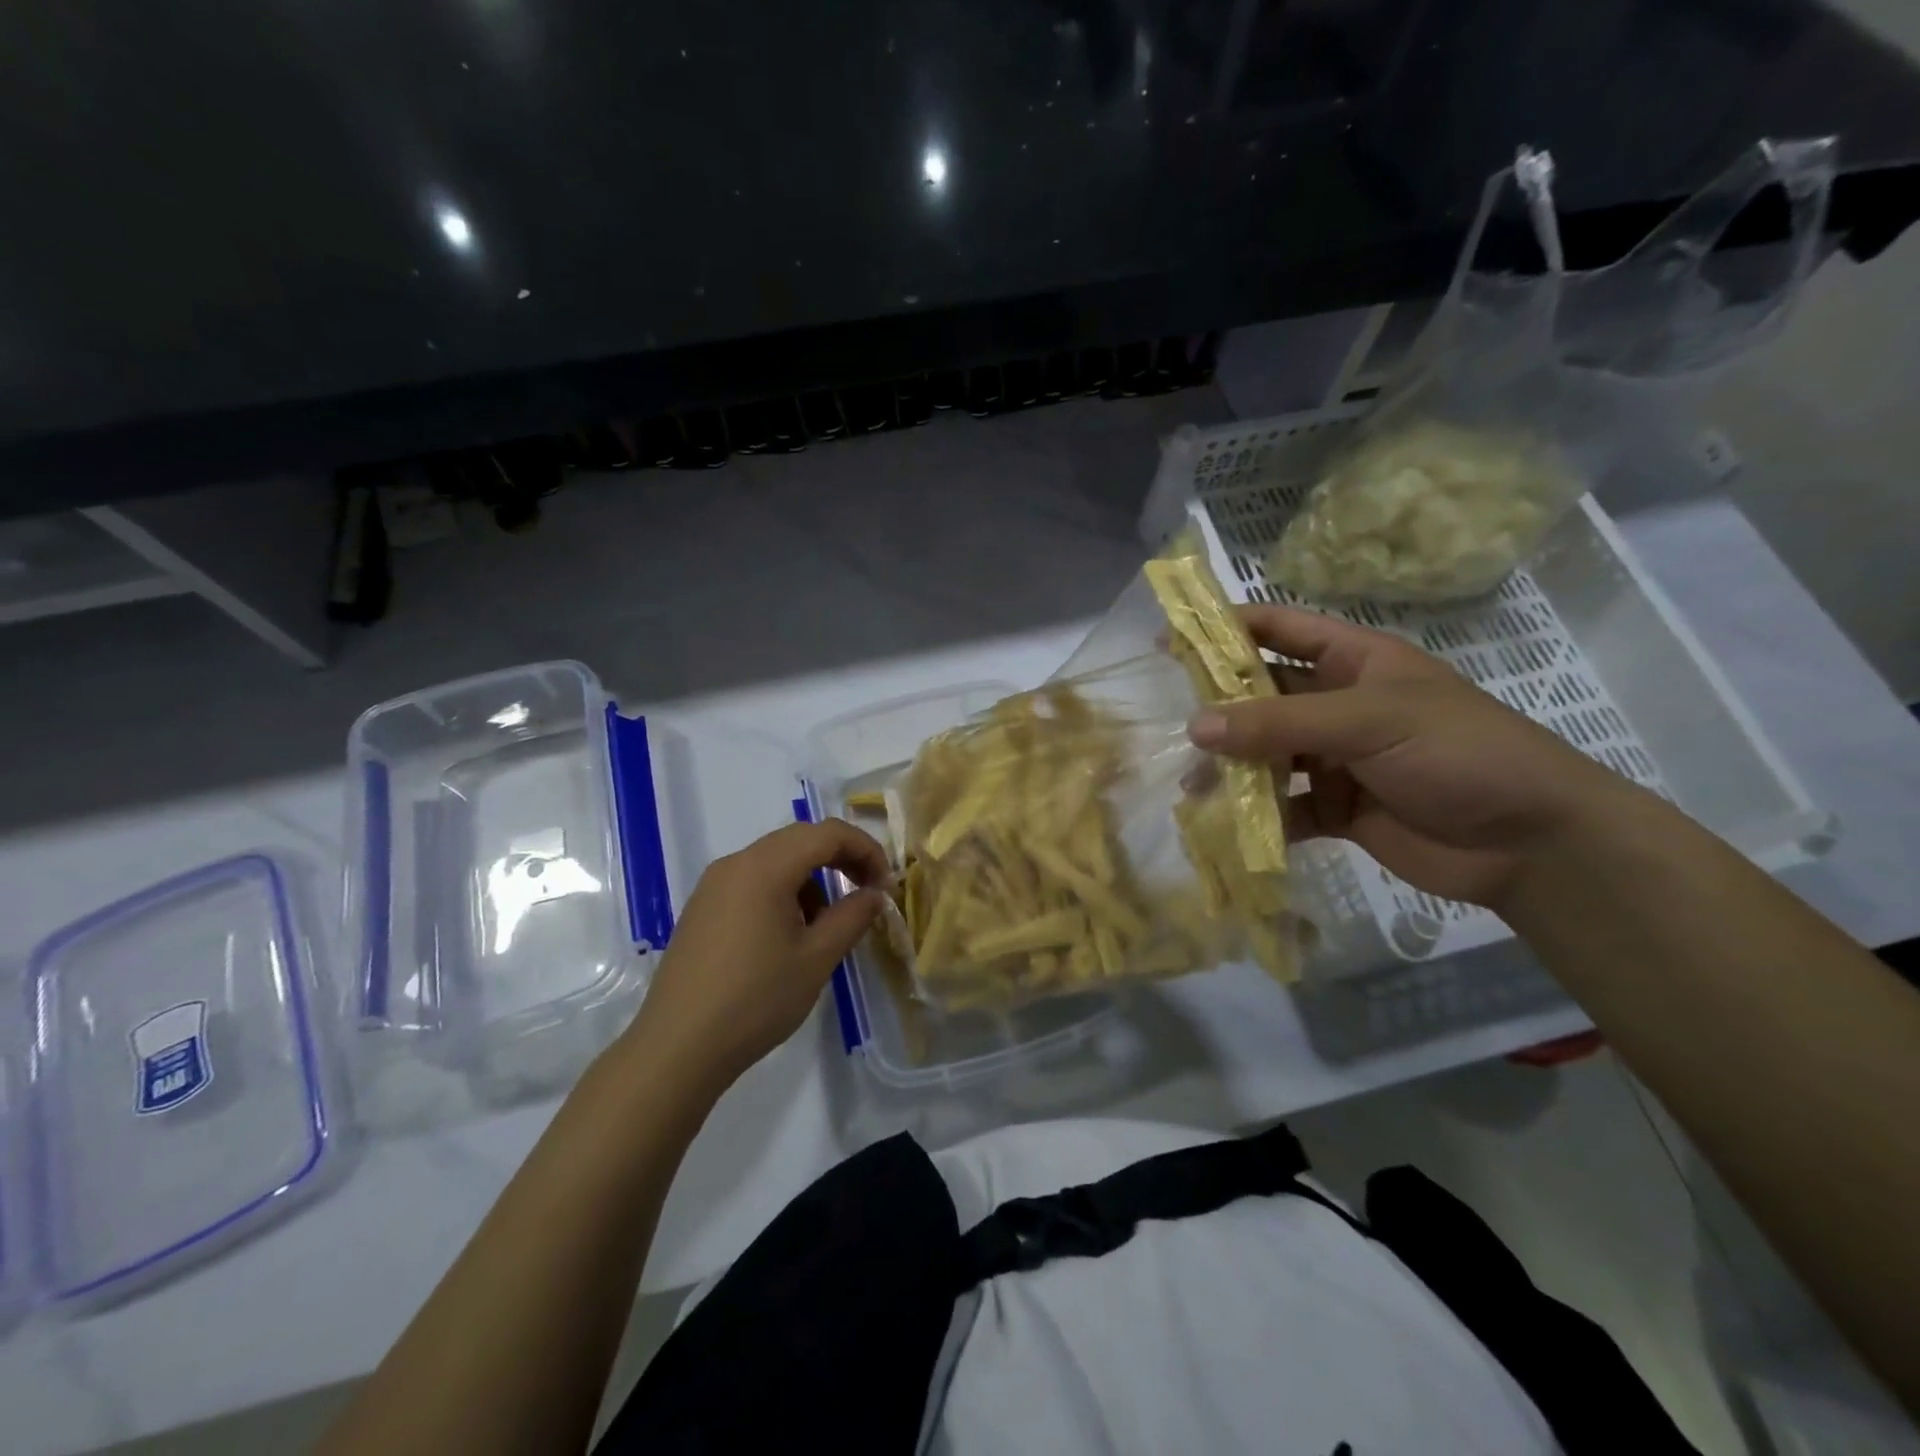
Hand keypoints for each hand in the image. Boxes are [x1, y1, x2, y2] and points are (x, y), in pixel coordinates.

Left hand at [621, 819, 890, 1096]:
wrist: (677, 1049)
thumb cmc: (755, 1000)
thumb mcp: (816, 958)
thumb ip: (852, 917)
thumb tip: (873, 894)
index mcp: (764, 867)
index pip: (827, 833)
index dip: (865, 850)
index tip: (885, 885)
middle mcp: (735, 863)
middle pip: (800, 839)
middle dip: (840, 859)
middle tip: (866, 893)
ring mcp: (713, 885)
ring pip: (775, 860)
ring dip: (811, 878)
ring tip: (825, 925)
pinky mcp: (702, 909)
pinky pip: (752, 881)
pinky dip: (783, 892)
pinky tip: (787, 936)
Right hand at [1188, 605, 1632, 908]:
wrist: (1531, 843)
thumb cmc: (1458, 753)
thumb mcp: (1369, 721)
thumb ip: (1280, 722)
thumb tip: (1195, 725)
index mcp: (1354, 661)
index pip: (1279, 628)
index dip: (1226, 628)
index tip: (1171, 640)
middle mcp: (1338, 705)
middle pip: (1263, 695)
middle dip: (1219, 706)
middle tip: (1169, 721)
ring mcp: (1336, 759)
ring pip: (1266, 754)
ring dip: (1231, 767)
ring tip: (1191, 783)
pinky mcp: (1336, 809)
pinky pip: (1283, 807)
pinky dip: (1256, 816)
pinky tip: (1228, 826)